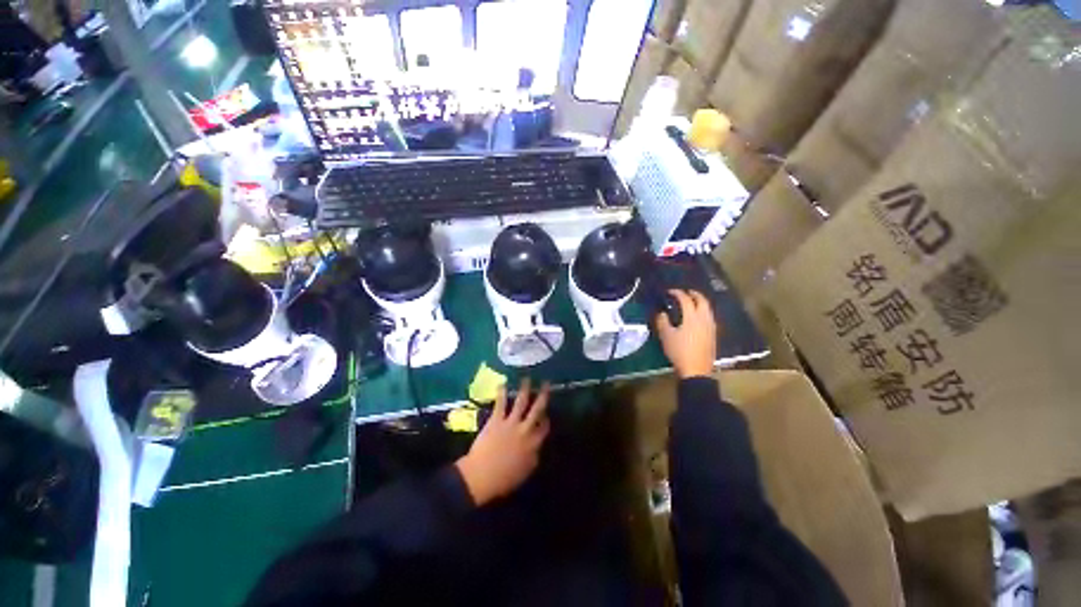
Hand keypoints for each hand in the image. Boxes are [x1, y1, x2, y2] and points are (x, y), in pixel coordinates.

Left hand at [456, 378, 549, 506]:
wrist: (482, 476)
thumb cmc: (503, 479)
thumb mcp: (525, 472)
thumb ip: (533, 457)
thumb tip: (536, 449)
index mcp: (533, 444)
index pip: (544, 428)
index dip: (546, 419)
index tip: (547, 414)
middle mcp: (525, 430)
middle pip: (537, 409)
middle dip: (543, 395)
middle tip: (546, 384)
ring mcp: (511, 423)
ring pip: (521, 402)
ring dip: (525, 389)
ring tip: (527, 379)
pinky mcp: (497, 420)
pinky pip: (501, 403)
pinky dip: (502, 393)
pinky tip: (503, 383)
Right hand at [656, 289, 718, 378]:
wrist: (696, 370)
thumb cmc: (679, 351)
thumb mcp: (666, 336)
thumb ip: (662, 321)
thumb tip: (662, 313)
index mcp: (692, 316)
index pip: (686, 299)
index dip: (677, 293)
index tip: (670, 292)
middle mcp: (704, 318)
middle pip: (702, 301)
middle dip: (694, 294)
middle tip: (685, 293)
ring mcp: (711, 326)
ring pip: (708, 309)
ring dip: (700, 303)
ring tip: (692, 303)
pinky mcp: (713, 334)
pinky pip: (709, 317)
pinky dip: (703, 311)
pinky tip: (697, 317)